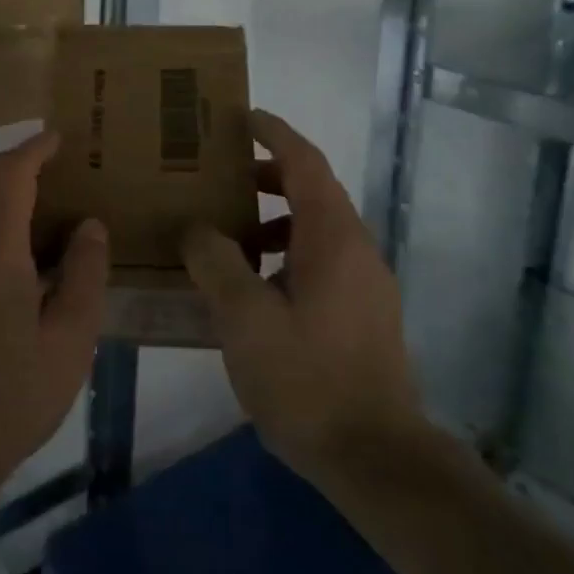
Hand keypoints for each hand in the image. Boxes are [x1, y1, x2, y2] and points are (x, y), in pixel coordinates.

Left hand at [0, 131, 108, 514]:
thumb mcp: (71, 337)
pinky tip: (9, 253)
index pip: (10, 174)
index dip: (34, 148)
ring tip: (32, 208)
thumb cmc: (13, 392)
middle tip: (44, 167)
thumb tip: (88, 226)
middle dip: (6, 159)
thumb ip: (84, 272)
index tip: (58, 139)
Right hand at [181, 109, 422, 485]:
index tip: (242, 116)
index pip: (304, 162)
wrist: (376, 457)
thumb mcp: (243, 317)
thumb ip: (215, 261)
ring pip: (316, 229)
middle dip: (268, 176)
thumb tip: (196, 226)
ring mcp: (366, 283)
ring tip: (228, 236)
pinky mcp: (365, 313)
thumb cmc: (306, 378)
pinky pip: (322, 260)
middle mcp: (356, 248)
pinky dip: (287, 252)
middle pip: (313, 191)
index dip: (274, 133)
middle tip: (221, 177)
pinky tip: (254, 288)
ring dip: (275, 219)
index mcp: (332, 236)